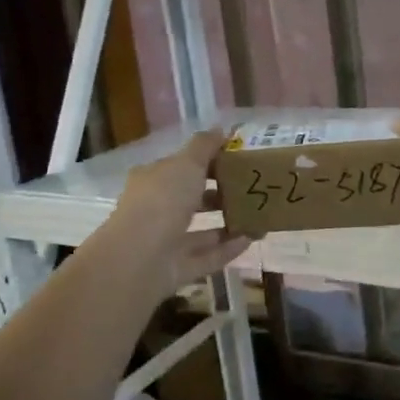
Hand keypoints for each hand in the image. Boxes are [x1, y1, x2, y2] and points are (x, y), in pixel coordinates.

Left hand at [106, 129, 250, 299]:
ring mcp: (166, 242)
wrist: (140, 257)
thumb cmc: (162, 200)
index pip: (180, 168)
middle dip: (219, 195)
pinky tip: (251, 239)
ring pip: (200, 232)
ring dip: (227, 224)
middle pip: (191, 200)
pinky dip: (228, 249)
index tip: (236, 160)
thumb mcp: (186, 163)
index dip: (206, 163)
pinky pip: (207, 257)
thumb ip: (204, 146)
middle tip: (251, 188)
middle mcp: (157, 210)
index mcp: (153, 181)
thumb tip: (220, 129)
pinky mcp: (178, 269)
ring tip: (258, 216)